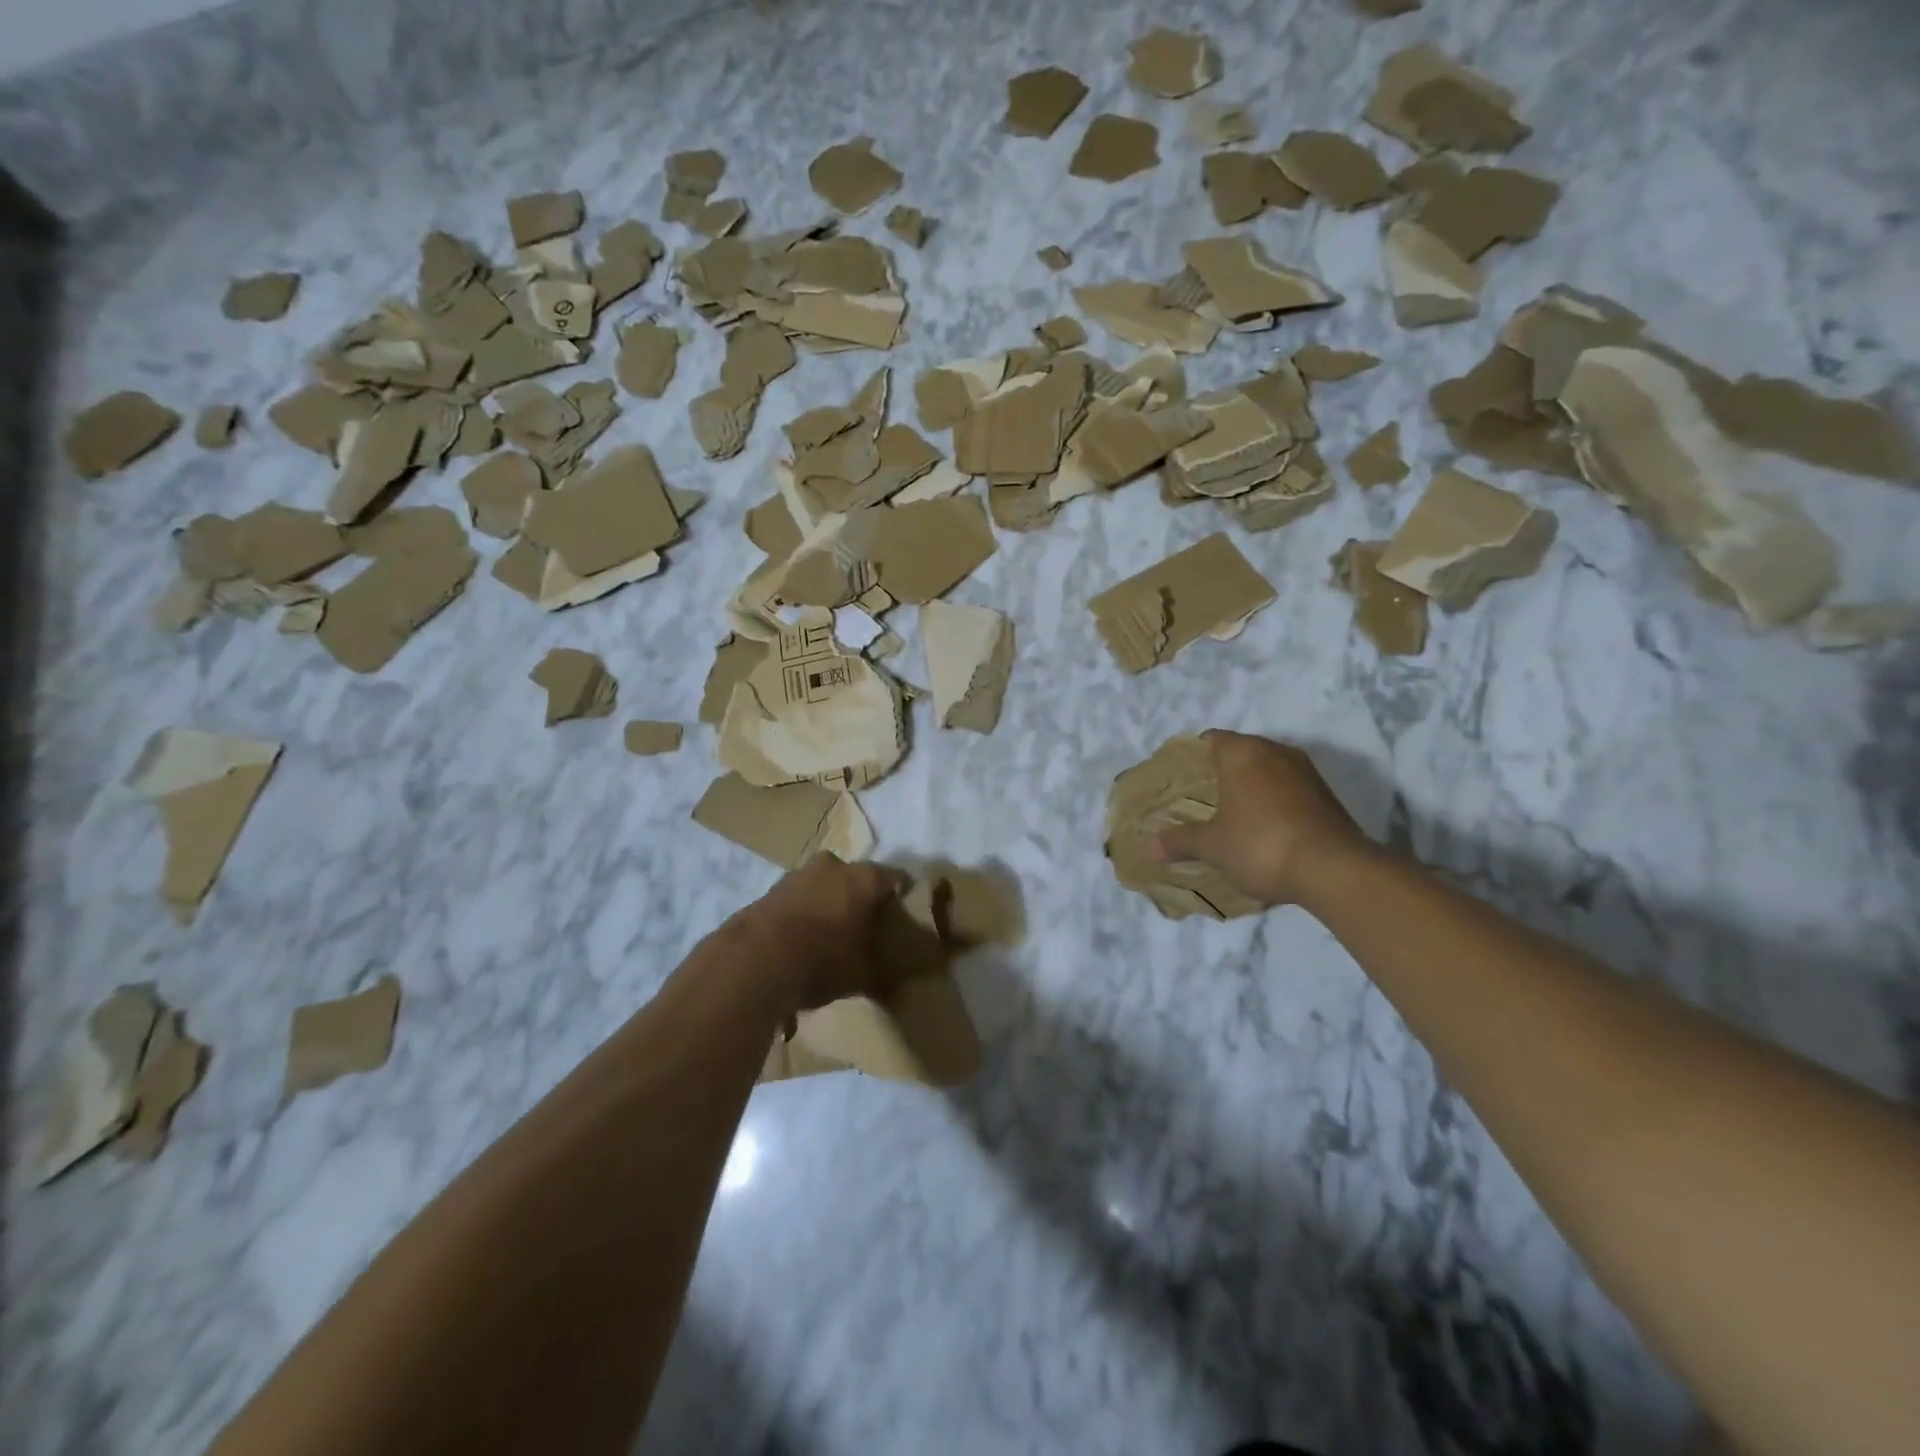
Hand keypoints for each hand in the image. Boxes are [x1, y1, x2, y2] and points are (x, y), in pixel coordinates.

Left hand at [727, 855, 911, 1011]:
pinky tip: (801, 940)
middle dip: (861, 900)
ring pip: (825, 885)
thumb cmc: (822, 961)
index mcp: (866, 879)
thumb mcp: (863, 976)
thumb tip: (899, 985)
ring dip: (829, 904)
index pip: (897, 880)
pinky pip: (799, 898)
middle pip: (857, 879)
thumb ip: (883, 973)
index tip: (901, 919)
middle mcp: (835, 866)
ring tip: (829, 937)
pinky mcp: (771, 888)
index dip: (901, 900)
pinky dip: (803, 913)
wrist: (754, 961)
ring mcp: (800, 873)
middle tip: (864, 928)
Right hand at [1156, 731, 1374, 907]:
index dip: (1193, 756)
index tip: (1181, 778)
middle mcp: (1274, 751)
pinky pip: (1288, 788)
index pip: (1210, 740)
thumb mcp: (1213, 846)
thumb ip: (1181, 840)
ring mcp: (1305, 771)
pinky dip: (1274, 801)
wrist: (1334, 869)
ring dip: (1250, 786)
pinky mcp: (1326, 794)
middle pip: (1240, 752)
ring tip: (1231, 813)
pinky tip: (1264, 827)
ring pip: (1267, 769)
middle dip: (1221, 772)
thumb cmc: (1261, 845)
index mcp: (1242, 753)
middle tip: (1200, 797)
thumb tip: (1151, 846)